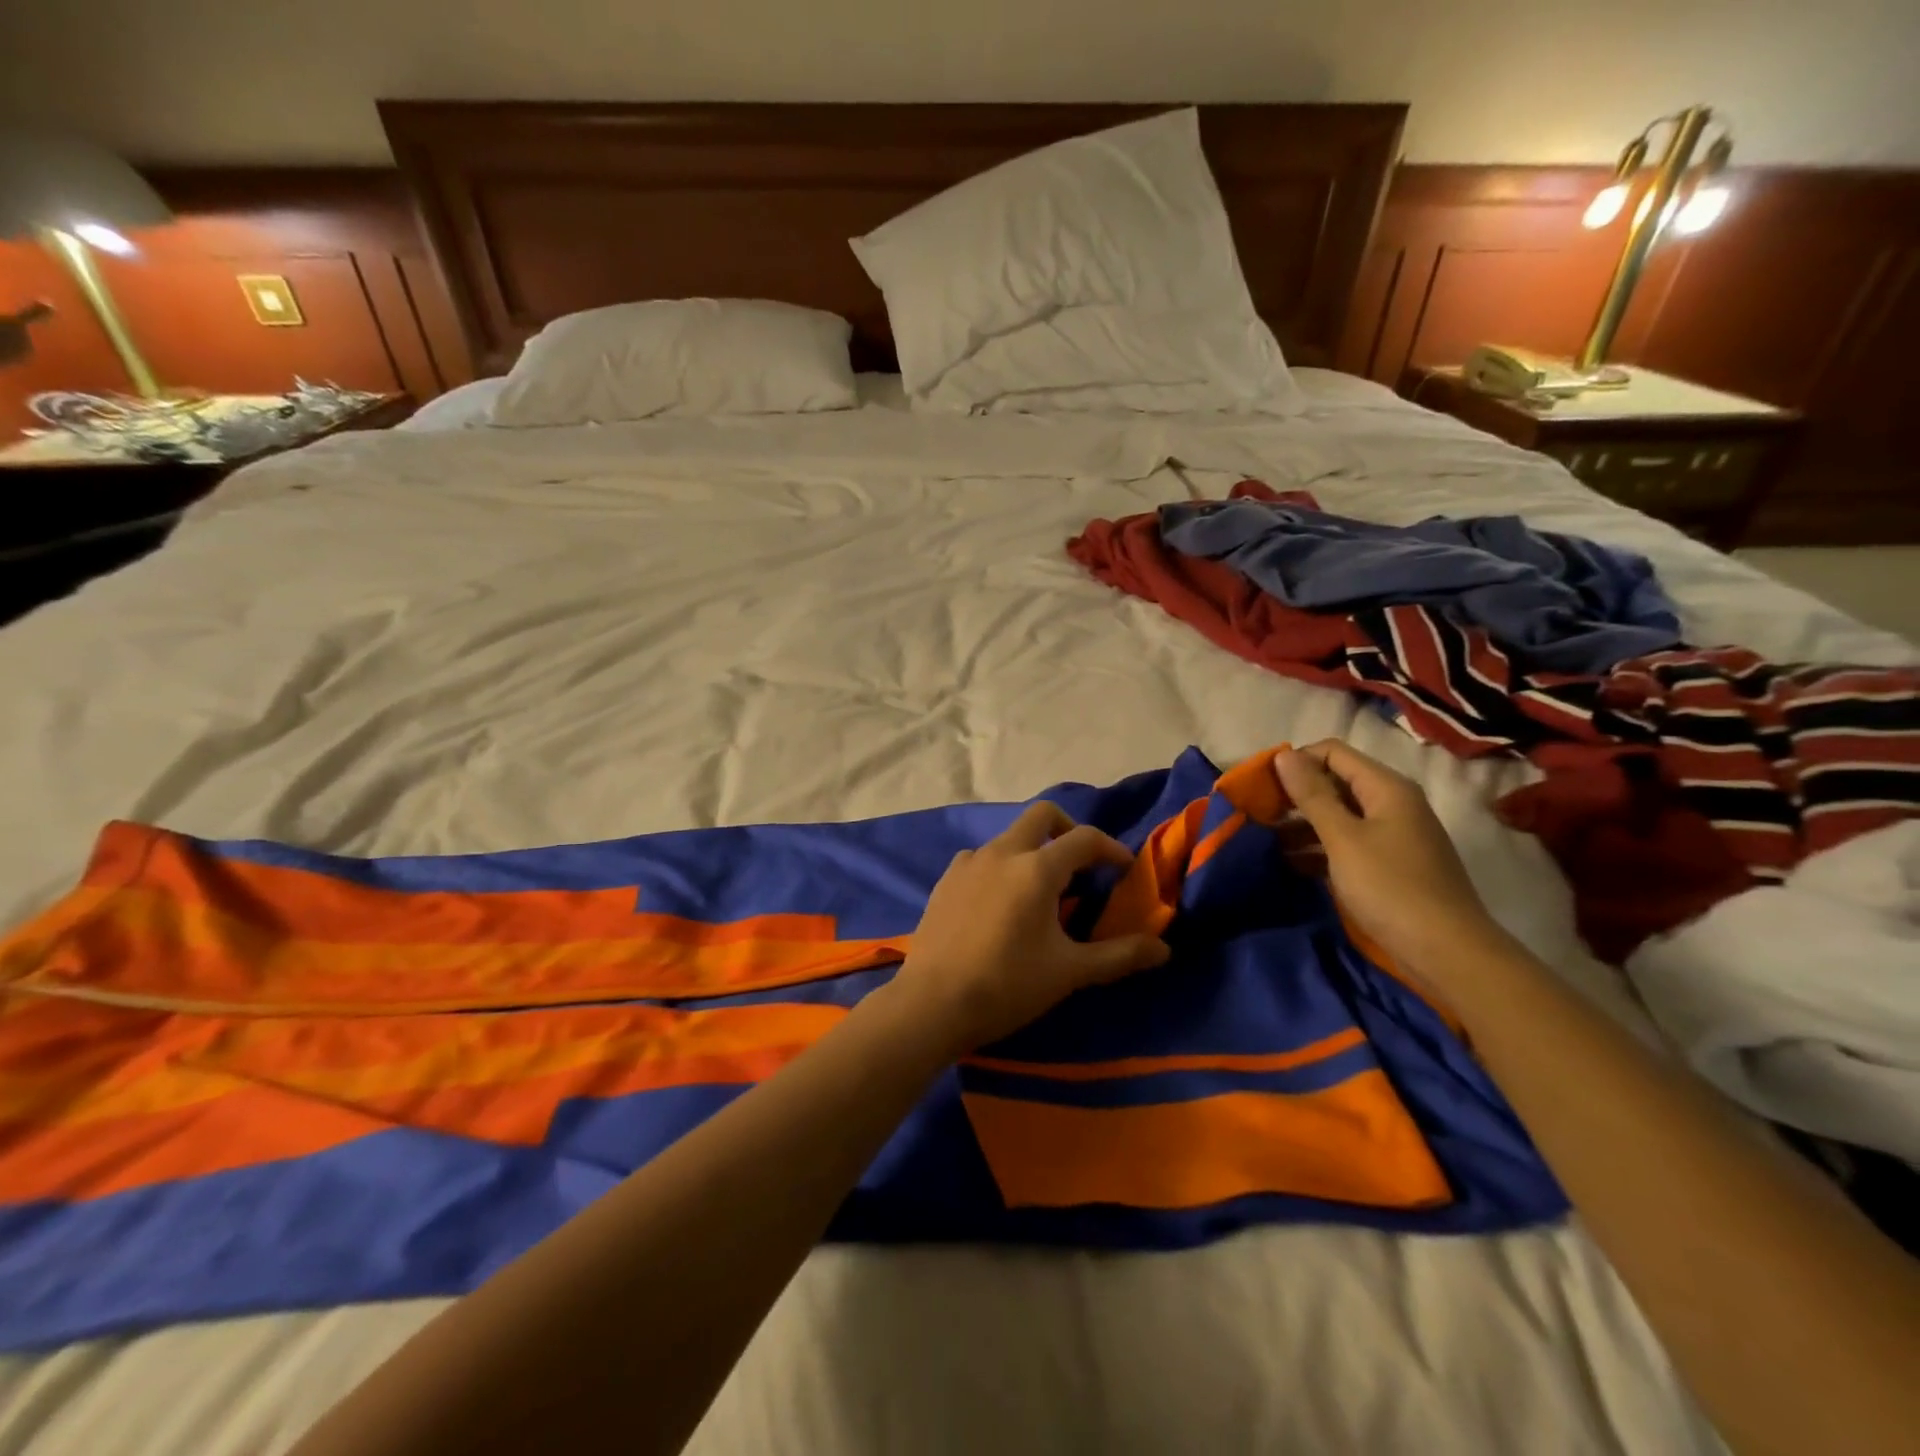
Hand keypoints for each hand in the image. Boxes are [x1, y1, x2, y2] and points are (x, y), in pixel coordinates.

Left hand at [889, 803, 1171, 1053]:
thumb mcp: (1069, 972)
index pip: (1084, 838)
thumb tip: (1164, 949)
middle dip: (1068, 830)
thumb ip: (1119, 956)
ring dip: (1031, 851)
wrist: (932, 1003)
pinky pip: (980, 859)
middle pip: (1041, 816)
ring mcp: (968, 864)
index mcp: (1036, 868)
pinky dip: (1000, 868)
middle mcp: (1001, 853)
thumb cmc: (1007, 985)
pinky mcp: (945, 881)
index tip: (1124, 869)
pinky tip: (999, 904)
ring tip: (1040, 891)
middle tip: (1081, 865)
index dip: (1111, 849)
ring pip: (1008, 838)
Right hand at [1273, 741, 1506, 988]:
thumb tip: (1284, 755)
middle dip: (1295, 794)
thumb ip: (1312, 795)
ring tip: (1266, 842)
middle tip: (1258, 814)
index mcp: (1386, 787)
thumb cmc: (1391, 887)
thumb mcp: (1343, 838)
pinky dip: (1319, 848)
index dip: (1296, 762)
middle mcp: (1392, 803)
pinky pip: (1347, 842)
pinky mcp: (1389, 863)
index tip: (1262, 786)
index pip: (1332, 752)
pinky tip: (1291, 863)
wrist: (1447, 952)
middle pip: (1335, 782)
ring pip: (1338, 814)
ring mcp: (1393, 834)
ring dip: (1302, 824)